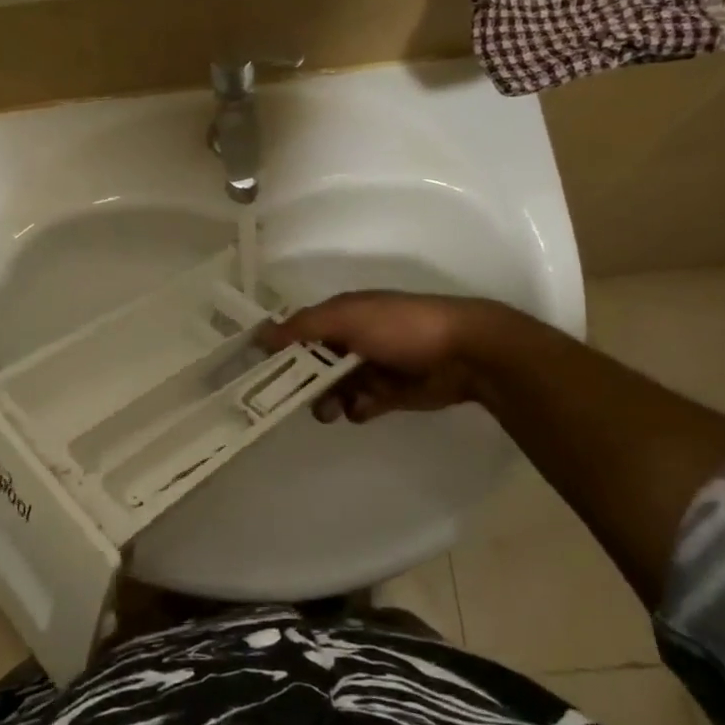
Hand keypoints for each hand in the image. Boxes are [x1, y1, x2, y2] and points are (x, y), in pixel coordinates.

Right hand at [264, 291, 495, 422]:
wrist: (464, 353)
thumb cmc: (399, 327)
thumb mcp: (346, 318)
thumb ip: (302, 327)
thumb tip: (260, 334)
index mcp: (342, 315)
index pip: (300, 331)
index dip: (281, 348)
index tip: (261, 369)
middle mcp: (353, 339)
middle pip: (314, 364)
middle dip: (303, 381)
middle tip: (293, 398)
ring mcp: (372, 367)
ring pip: (334, 388)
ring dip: (328, 400)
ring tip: (331, 410)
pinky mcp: (391, 393)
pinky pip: (361, 405)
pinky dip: (357, 408)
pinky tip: (363, 408)